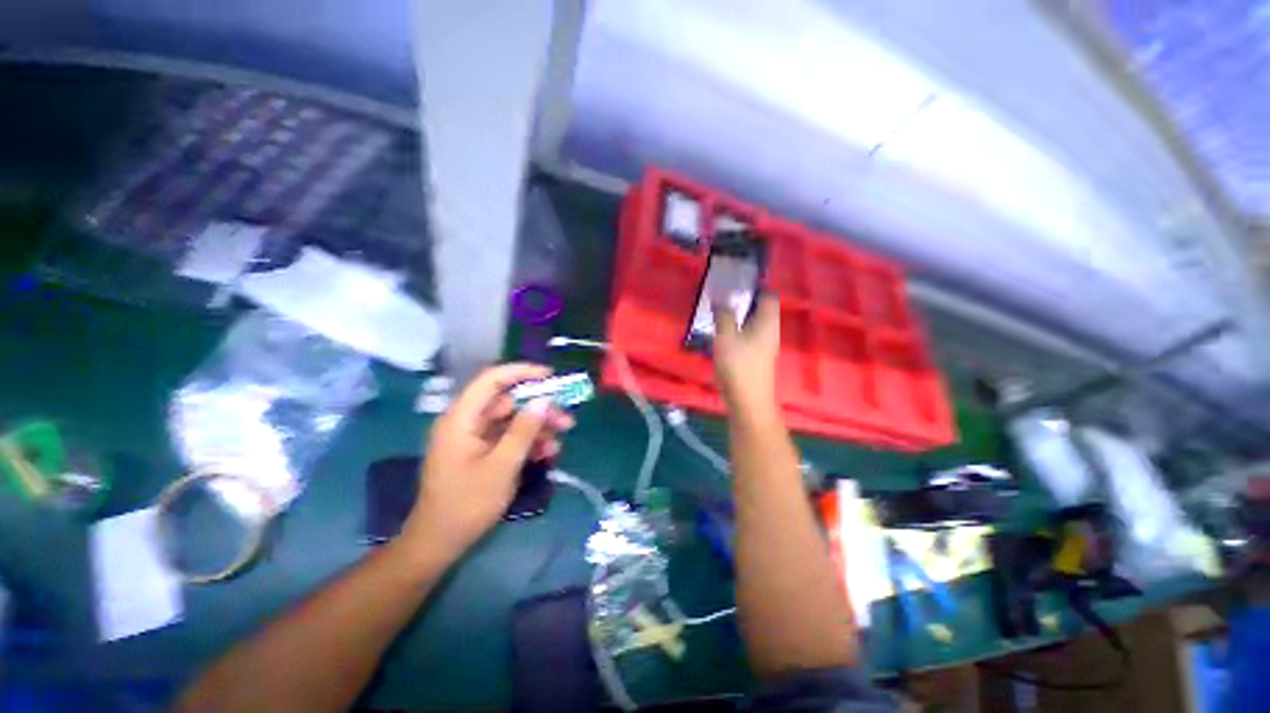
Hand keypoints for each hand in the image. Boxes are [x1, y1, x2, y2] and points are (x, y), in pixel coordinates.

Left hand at [404, 364, 574, 553]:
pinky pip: (508, 437)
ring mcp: (474, 437)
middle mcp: (467, 421)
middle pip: (508, 402)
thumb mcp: (502, 466)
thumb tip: (544, 400)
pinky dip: (527, 443)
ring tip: (560, 442)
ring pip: (512, 420)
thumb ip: (524, 430)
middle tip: (566, 420)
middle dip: (539, 409)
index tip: (550, 376)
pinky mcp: (481, 451)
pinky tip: (546, 454)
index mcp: (462, 418)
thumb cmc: (467, 504)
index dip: (522, 372)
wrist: (439, 543)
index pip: (492, 380)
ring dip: (537, 428)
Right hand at [712, 296, 780, 412]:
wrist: (748, 401)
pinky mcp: (757, 356)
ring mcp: (765, 344)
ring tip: (718, 312)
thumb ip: (723, 315)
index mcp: (767, 321)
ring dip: (738, 316)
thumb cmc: (738, 366)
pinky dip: (737, 329)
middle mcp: (770, 330)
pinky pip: (748, 334)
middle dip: (742, 300)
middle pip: (760, 308)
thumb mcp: (725, 337)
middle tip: (721, 296)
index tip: (733, 282)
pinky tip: (721, 333)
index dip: (754, 286)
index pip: (768, 295)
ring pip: (753, 322)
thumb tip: (721, 298)